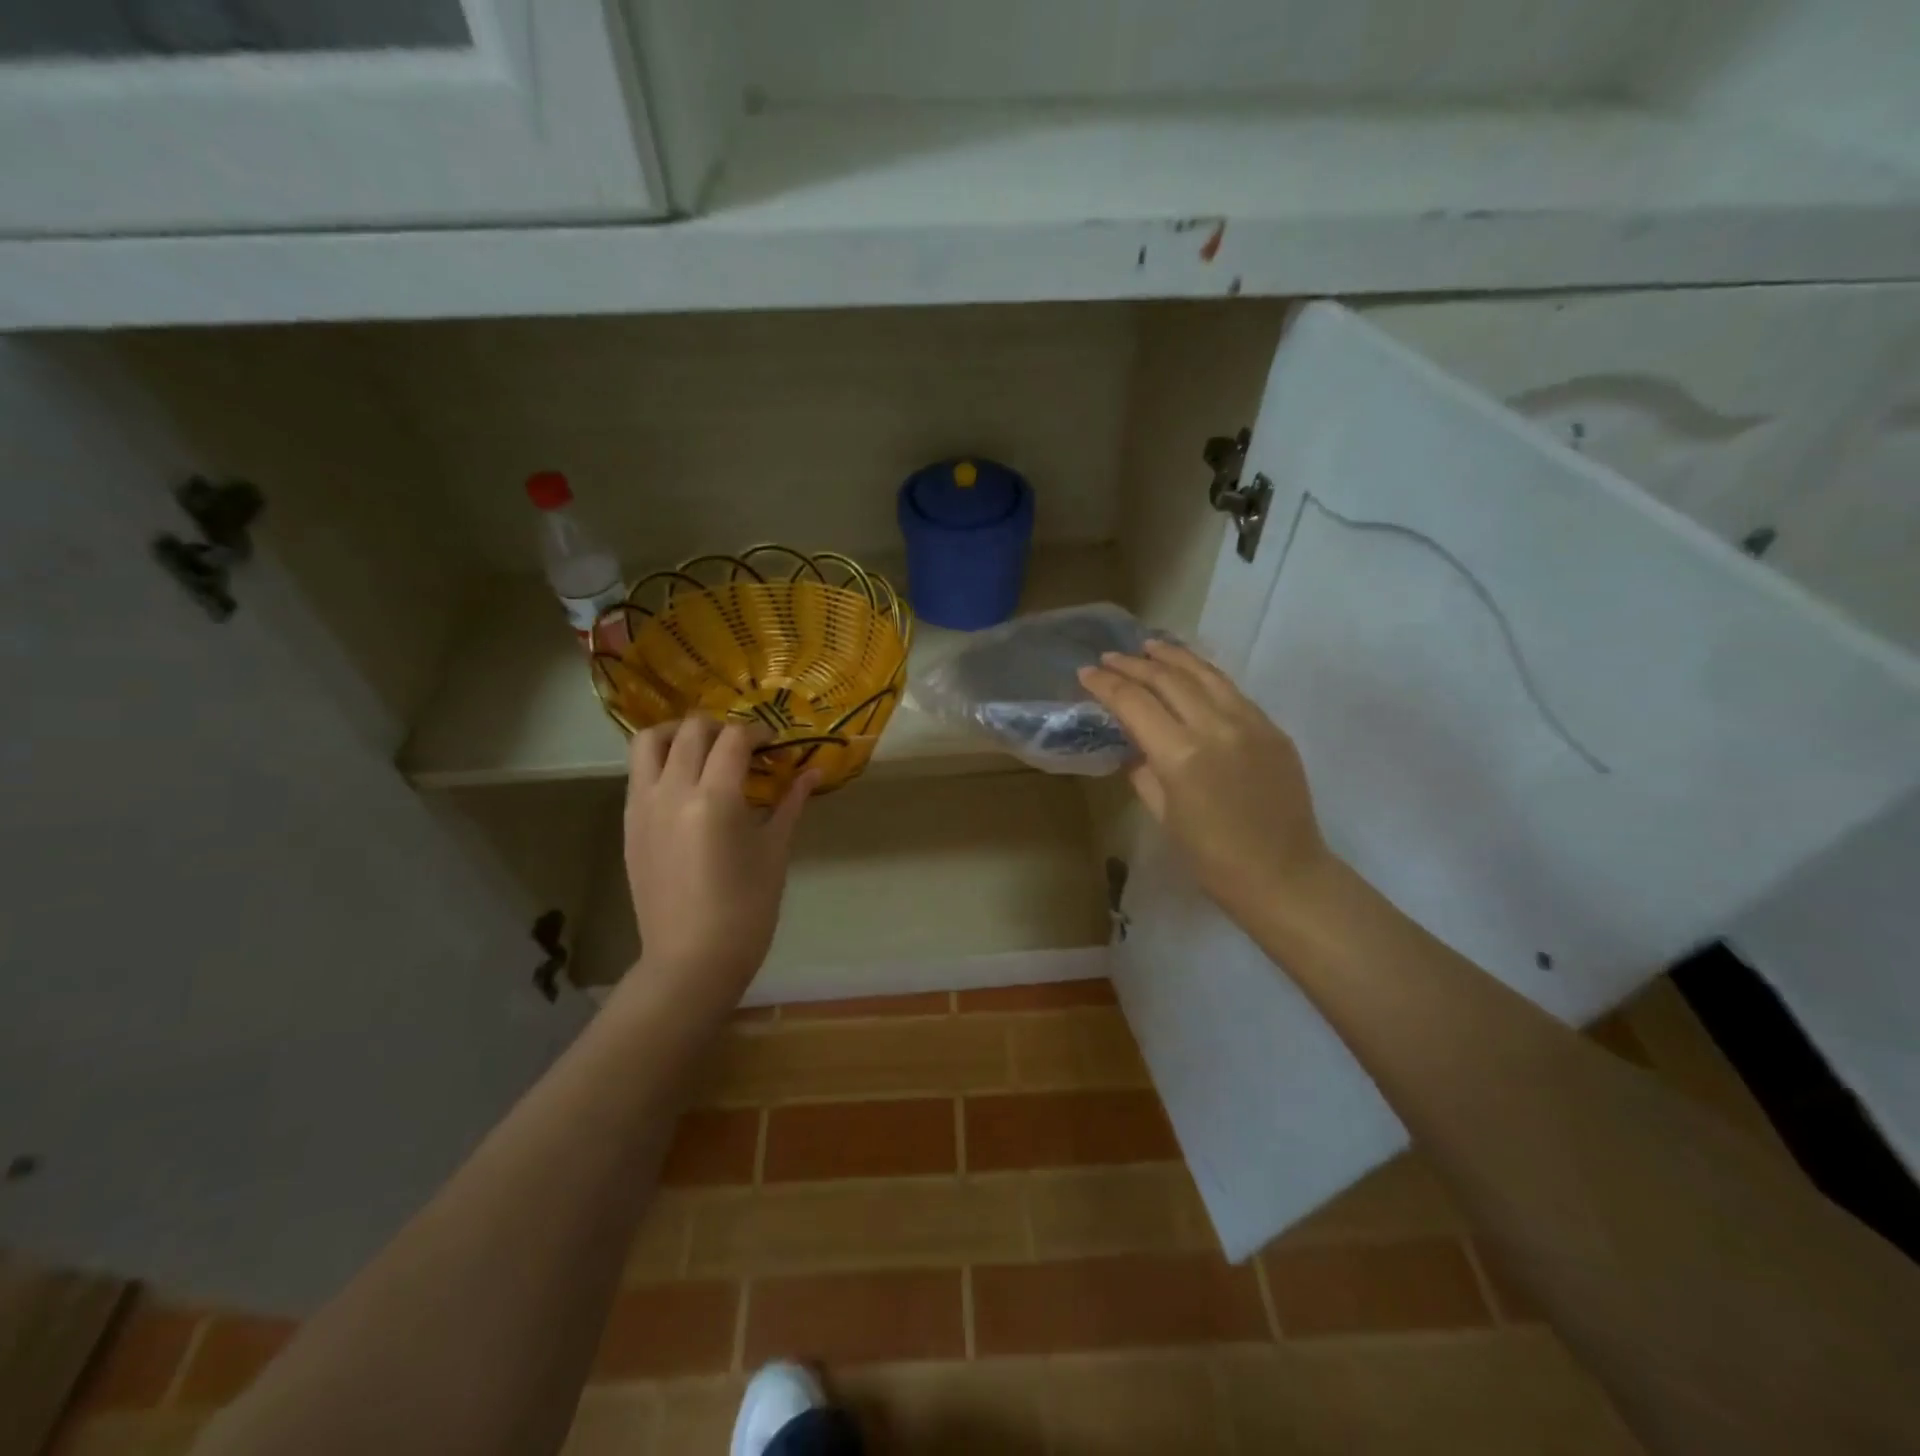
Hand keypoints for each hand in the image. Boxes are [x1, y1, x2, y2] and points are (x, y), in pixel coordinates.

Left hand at [622, 718, 814, 996]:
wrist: (692, 959)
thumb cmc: (746, 909)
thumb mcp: (775, 851)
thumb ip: (790, 802)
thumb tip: (814, 770)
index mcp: (714, 799)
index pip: (733, 739)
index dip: (758, 732)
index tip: (774, 744)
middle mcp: (671, 791)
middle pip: (691, 730)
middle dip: (722, 727)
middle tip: (744, 747)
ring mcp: (643, 806)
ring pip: (650, 741)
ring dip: (680, 734)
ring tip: (705, 751)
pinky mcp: (629, 823)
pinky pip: (639, 772)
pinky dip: (662, 760)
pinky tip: (687, 782)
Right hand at [1079, 640, 1332, 923]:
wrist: (1284, 875)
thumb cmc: (1213, 858)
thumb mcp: (1164, 815)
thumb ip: (1143, 772)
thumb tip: (1133, 745)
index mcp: (1181, 755)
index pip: (1135, 704)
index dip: (1107, 685)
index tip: (1086, 672)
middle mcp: (1216, 727)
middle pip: (1168, 680)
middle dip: (1133, 665)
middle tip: (1109, 657)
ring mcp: (1250, 723)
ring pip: (1204, 674)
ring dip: (1172, 657)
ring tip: (1148, 646)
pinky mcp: (1272, 728)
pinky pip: (1231, 690)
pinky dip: (1204, 674)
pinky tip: (1190, 670)